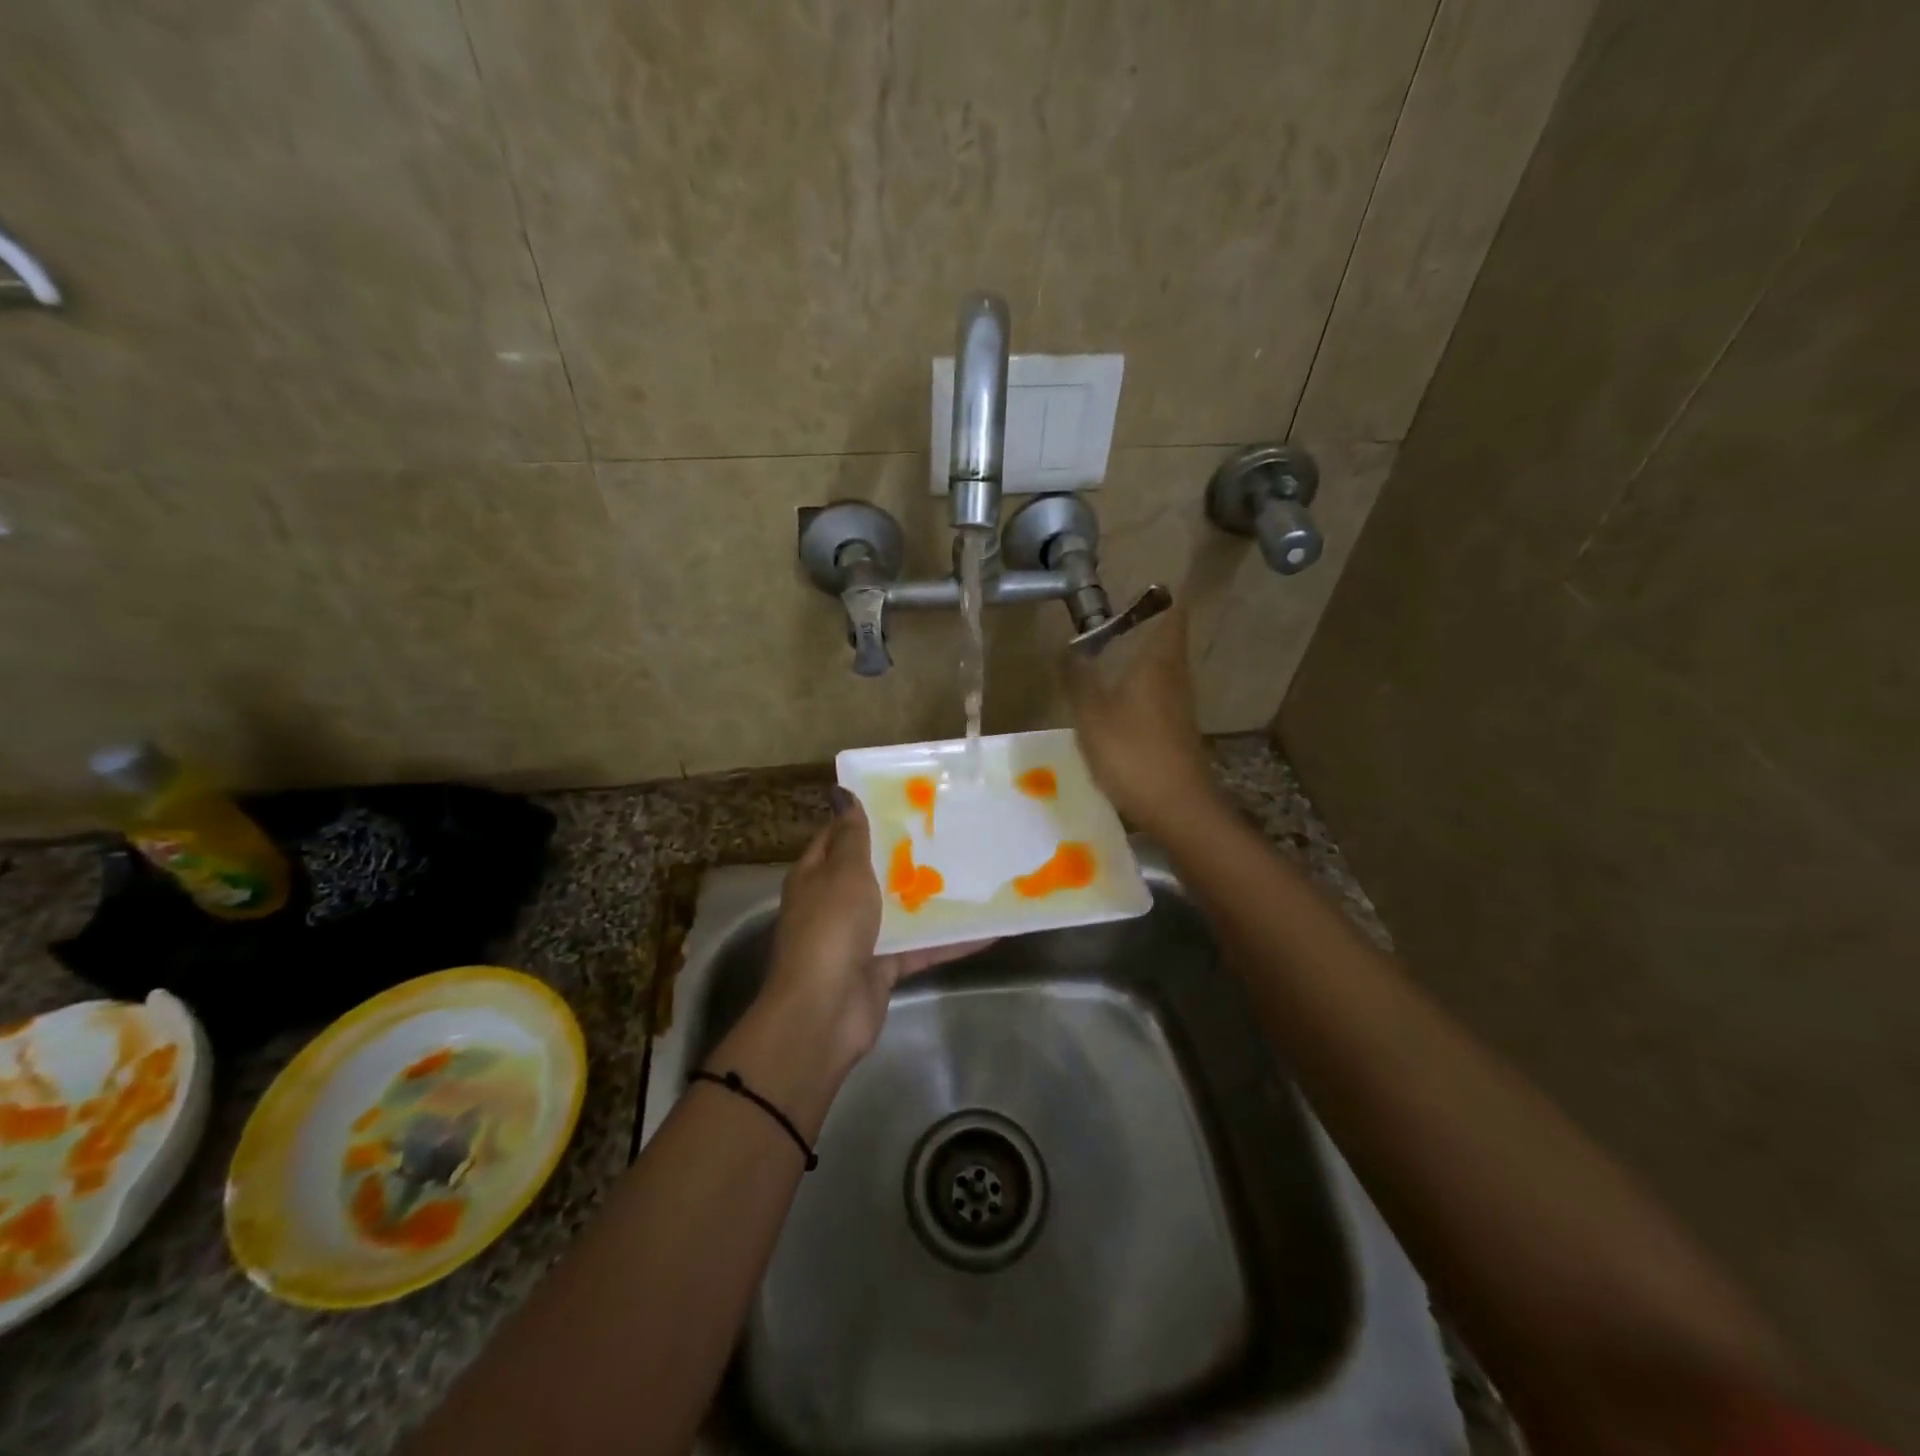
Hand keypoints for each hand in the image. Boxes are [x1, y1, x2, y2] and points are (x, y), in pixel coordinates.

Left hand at [762, 791, 986, 1070]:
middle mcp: (835, 903)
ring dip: (931, 897)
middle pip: (873, 872)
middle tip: (951, 830)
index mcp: (816, 875)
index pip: (840, 836)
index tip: (907, 800)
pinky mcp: (883, 967)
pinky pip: (920, 947)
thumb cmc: (831, 928)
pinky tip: (988, 929)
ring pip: (900, 910)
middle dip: (907, 854)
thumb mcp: (843, 871)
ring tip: (975, 873)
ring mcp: (859, 937)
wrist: (825, 1011)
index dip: (867, 817)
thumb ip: (851, 836)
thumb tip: (842, 793)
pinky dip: (949, 940)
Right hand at [1063, 600, 1215, 834]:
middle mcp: (1175, 676)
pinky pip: (1156, 695)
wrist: (1177, 807)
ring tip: (1103, 657)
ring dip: (1138, 658)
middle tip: (1105, 623)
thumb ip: (1077, 677)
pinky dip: (1138, 688)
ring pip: (1161, 668)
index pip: (1172, 612)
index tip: (1137, 587)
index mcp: (1159, 661)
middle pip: (1167, 639)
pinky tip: (1113, 703)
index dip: (1159, 596)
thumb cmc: (1132, 752)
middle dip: (1141, 626)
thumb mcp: (1091, 714)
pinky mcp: (1176, 730)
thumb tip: (1066, 648)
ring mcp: (1179, 705)